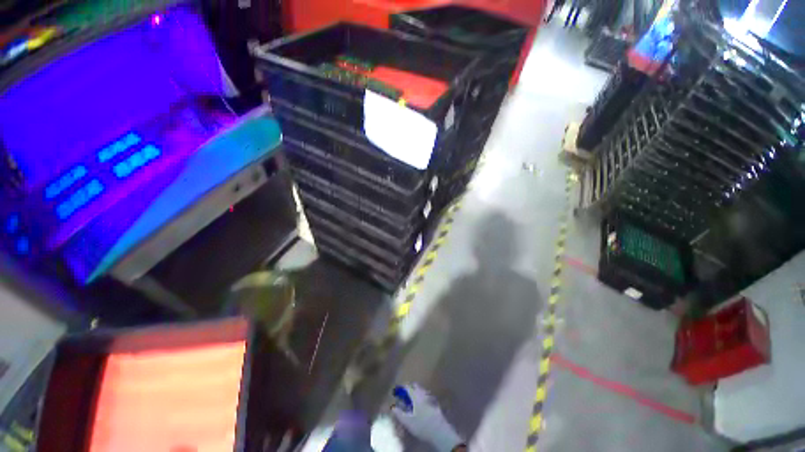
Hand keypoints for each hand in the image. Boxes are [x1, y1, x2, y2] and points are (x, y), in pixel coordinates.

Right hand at [391, 384, 463, 451]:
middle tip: (404, 394)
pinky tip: (420, 405)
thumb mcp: (408, 421)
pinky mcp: (434, 404)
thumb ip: (399, 413)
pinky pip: (426, 397)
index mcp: (415, 396)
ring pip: (421, 391)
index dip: (401, 388)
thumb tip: (392, 407)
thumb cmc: (421, 425)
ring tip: (411, 399)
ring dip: (416, 392)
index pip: (407, 387)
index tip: (396, 391)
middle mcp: (423, 394)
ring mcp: (430, 398)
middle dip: (409, 388)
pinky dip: (421, 398)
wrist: (439, 431)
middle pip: (415, 386)